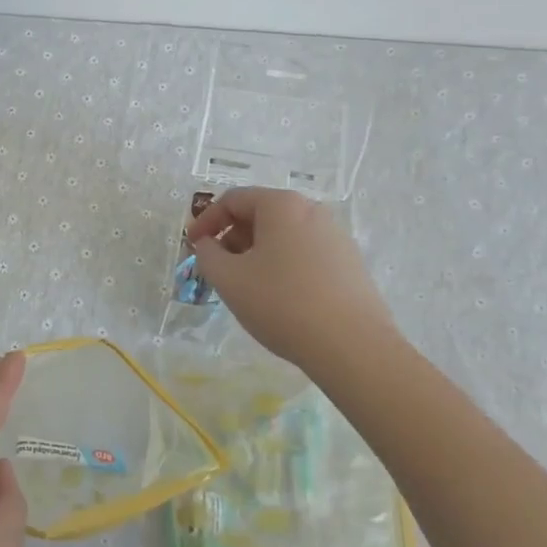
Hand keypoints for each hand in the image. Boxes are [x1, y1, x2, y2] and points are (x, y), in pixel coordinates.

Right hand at [186, 187, 398, 371]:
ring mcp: (336, 236)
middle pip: (260, 214)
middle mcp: (312, 210)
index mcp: (281, 205)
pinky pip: (305, 254)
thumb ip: (207, 254)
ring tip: (247, 286)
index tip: (193, 246)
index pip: (232, 200)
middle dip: (232, 237)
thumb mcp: (228, 278)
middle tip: (219, 268)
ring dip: (257, 253)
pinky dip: (283, 265)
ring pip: (283, 235)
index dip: (206, 221)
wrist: (353, 346)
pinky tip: (280, 298)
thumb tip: (208, 244)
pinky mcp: (350, 263)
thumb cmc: (281, 303)